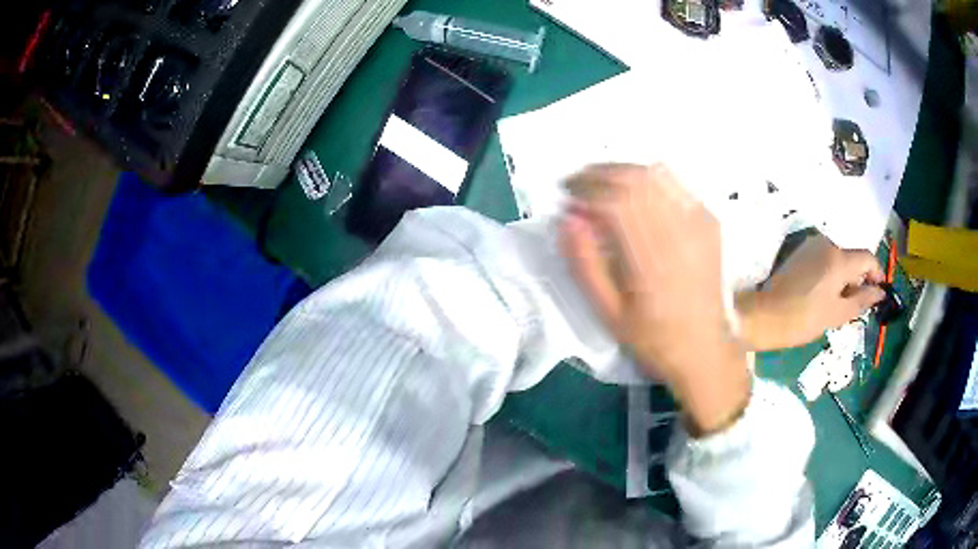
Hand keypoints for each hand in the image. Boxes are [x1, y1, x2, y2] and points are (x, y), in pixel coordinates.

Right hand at [560, 163, 749, 435]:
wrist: (705, 349)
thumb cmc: (653, 338)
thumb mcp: (609, 314)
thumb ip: (585, 265)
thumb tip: (567, 220)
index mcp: (652, 262)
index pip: (615, 201)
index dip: (585, 189)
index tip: (566, 195)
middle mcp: (679, 234)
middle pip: (635, 179)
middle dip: (599, 173)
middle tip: (577, 182)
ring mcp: (699, 225)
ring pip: (656, 175)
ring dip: (622, 171)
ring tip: (601, 183)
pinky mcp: (709, 223)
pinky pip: (676, 185)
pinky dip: (649, 180)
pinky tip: (635, 193)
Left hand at [736, 233, 885, 350]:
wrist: (763, 316)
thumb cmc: (804, 319)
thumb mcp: (838, 313)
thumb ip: (862, 299)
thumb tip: (880, 292)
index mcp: (839, 257)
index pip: (867, 257)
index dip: (877, 274)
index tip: (879, 292)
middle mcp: (827, 244)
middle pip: (853, 258)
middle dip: (860, 279)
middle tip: (858, 305)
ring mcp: (811, 246)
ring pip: (839, 260)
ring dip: (845, 278)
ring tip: (839, 305)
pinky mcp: (800, 252)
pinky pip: (825, 260)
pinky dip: (832, 275)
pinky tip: (826, 296)